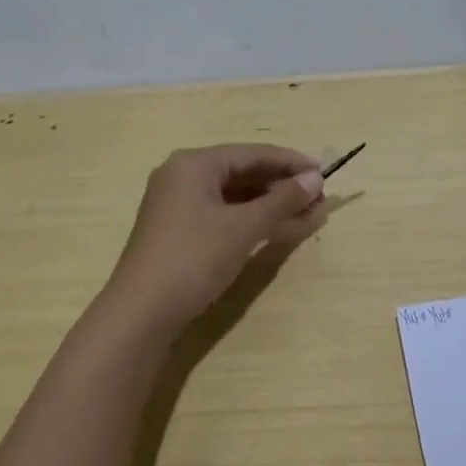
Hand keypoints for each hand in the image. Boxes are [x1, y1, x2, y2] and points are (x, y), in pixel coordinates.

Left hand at [106, 144, 325, 328]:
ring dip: (269, 202)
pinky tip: (274, 226)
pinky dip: (249, 217)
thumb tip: (316, 179)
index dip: (291, 162)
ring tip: (304, 213)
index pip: (253, 153)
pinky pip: (221, 211)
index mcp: (194, 164)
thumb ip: (282, 200)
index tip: (324, 173)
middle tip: (317, 198)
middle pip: (242, 170)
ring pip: (233, 193)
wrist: (141, 312)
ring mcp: (176, 202)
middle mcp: (182, 175)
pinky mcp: (177, 228)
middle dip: (281, 184)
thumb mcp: (244, 228)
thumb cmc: (194, 259)